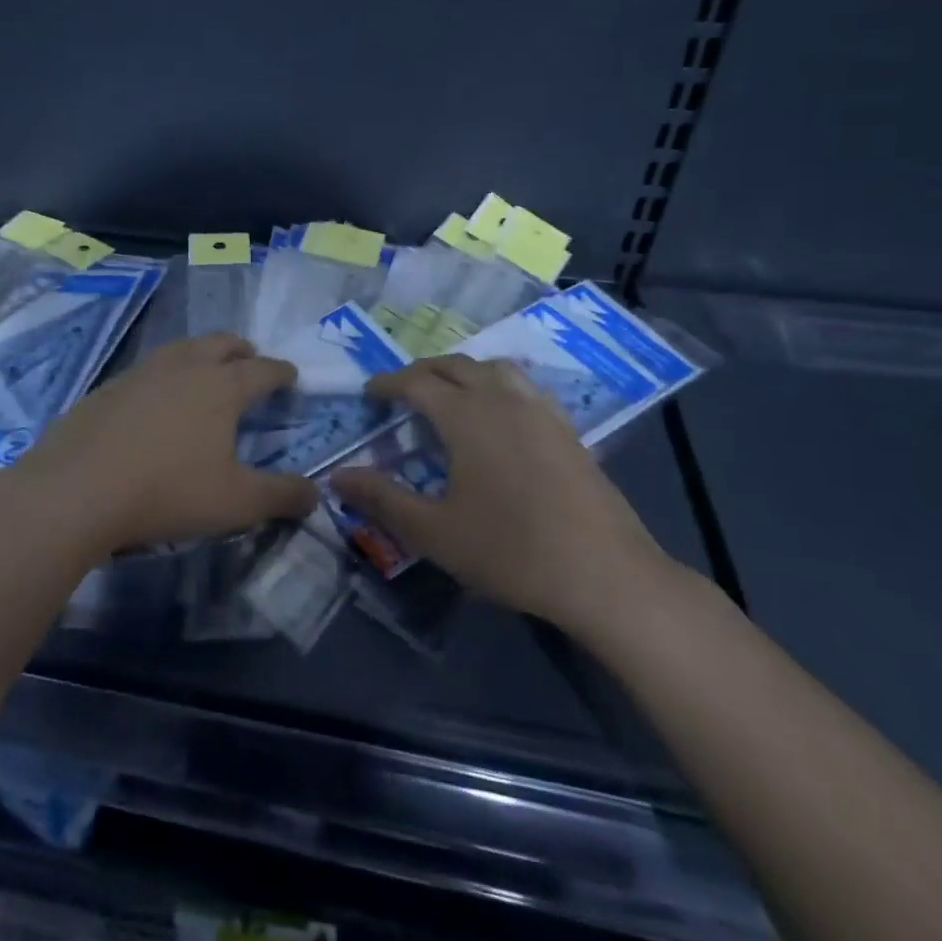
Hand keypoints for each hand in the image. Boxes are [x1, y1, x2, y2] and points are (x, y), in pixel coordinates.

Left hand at [0, 334, 315, 555]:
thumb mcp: (235, 503)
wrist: (76, 490)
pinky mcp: (106, 388)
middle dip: (241, 350)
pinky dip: (163, 375)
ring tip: (204, 370)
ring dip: (200, 354)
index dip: (280, 372)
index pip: (262, 370)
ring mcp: (140, 373)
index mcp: (221, 387)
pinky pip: (146, 370)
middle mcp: (183, 368)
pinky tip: (154, 400)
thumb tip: (316, 493)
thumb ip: (281, 496)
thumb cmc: (167, 492)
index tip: (290, 375)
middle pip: (220, 344)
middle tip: (250, 360)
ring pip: (180, 349)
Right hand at [328, 356, 671, 637]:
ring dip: (463, 372)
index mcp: (465, 415)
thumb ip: (381, 499)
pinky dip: (498, 385)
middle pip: (454, 365)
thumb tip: (335, 477)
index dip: (387, 384)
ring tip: (448, 394)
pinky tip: (500, 416)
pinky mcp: (567, 429)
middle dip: (422, 372)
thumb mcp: (433, 532)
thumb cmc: (510, 551)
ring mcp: (540, 410)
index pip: (416, 382)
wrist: (605, 575)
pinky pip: (524, 387)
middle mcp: (502, 399)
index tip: (369, 394)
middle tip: (401, 392)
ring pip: (493, 368)